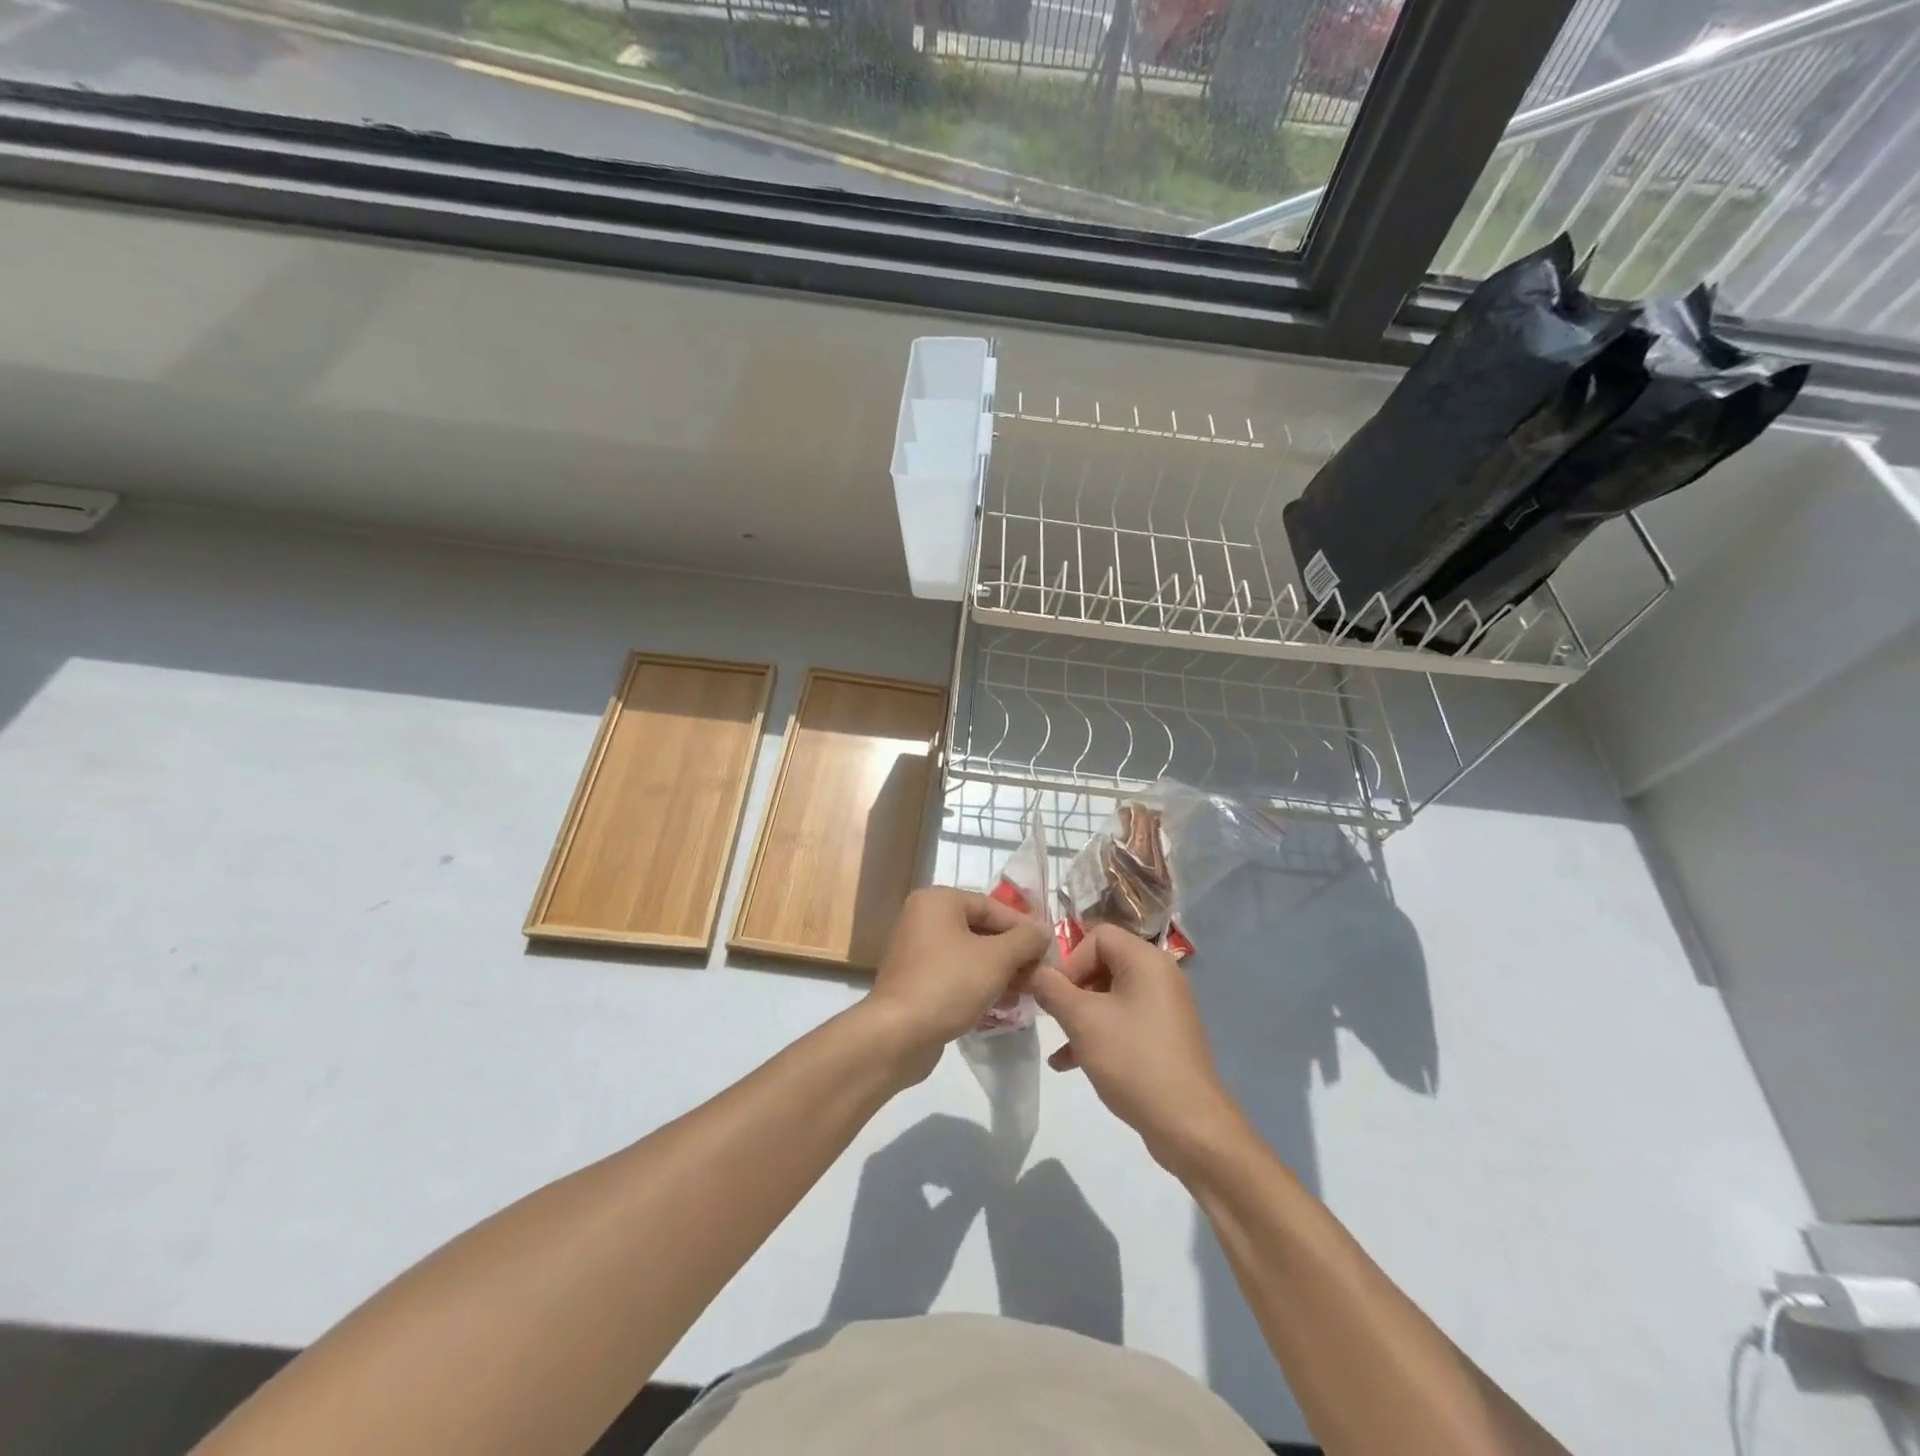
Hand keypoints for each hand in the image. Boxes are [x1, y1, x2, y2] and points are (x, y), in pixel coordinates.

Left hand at [862, 887, 1051, 1081]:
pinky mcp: (916, 980)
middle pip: (981, 930)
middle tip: (1039, 975)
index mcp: (938, 900)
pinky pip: (955, 974)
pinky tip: (1001, 1005)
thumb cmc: (949, 984)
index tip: (1049, 950)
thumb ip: (1026, 939)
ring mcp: (916, 950)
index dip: (1024, 927)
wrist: (897, 1035)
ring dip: (1000, 972)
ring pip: (970, 954)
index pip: (992, 906)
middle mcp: (923, 918)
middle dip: (1013, 953)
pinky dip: (979, 984)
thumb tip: (1043, 930)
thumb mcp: (997, 958)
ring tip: (1025, 993)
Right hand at [1029, 924, 1249, 1176]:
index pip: (1097, 935)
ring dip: (1079, 1015)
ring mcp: (1164, 1007)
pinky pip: (1123, 1020)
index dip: (1070, 960)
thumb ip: (1052, 989)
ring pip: (1109, 996)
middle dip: (1072, 989)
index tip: (1054, 994)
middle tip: (1052, 1016)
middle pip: (1102, 963)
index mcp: (1145, 960)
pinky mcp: (1164, 1036)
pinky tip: (1070, 1063)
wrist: (1188, 1124)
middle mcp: (1159, 975)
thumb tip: (1034, 971)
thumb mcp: (1083, 1021)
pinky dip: (1098, 1033)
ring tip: (1058, 1043)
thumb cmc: (1133, 1060)